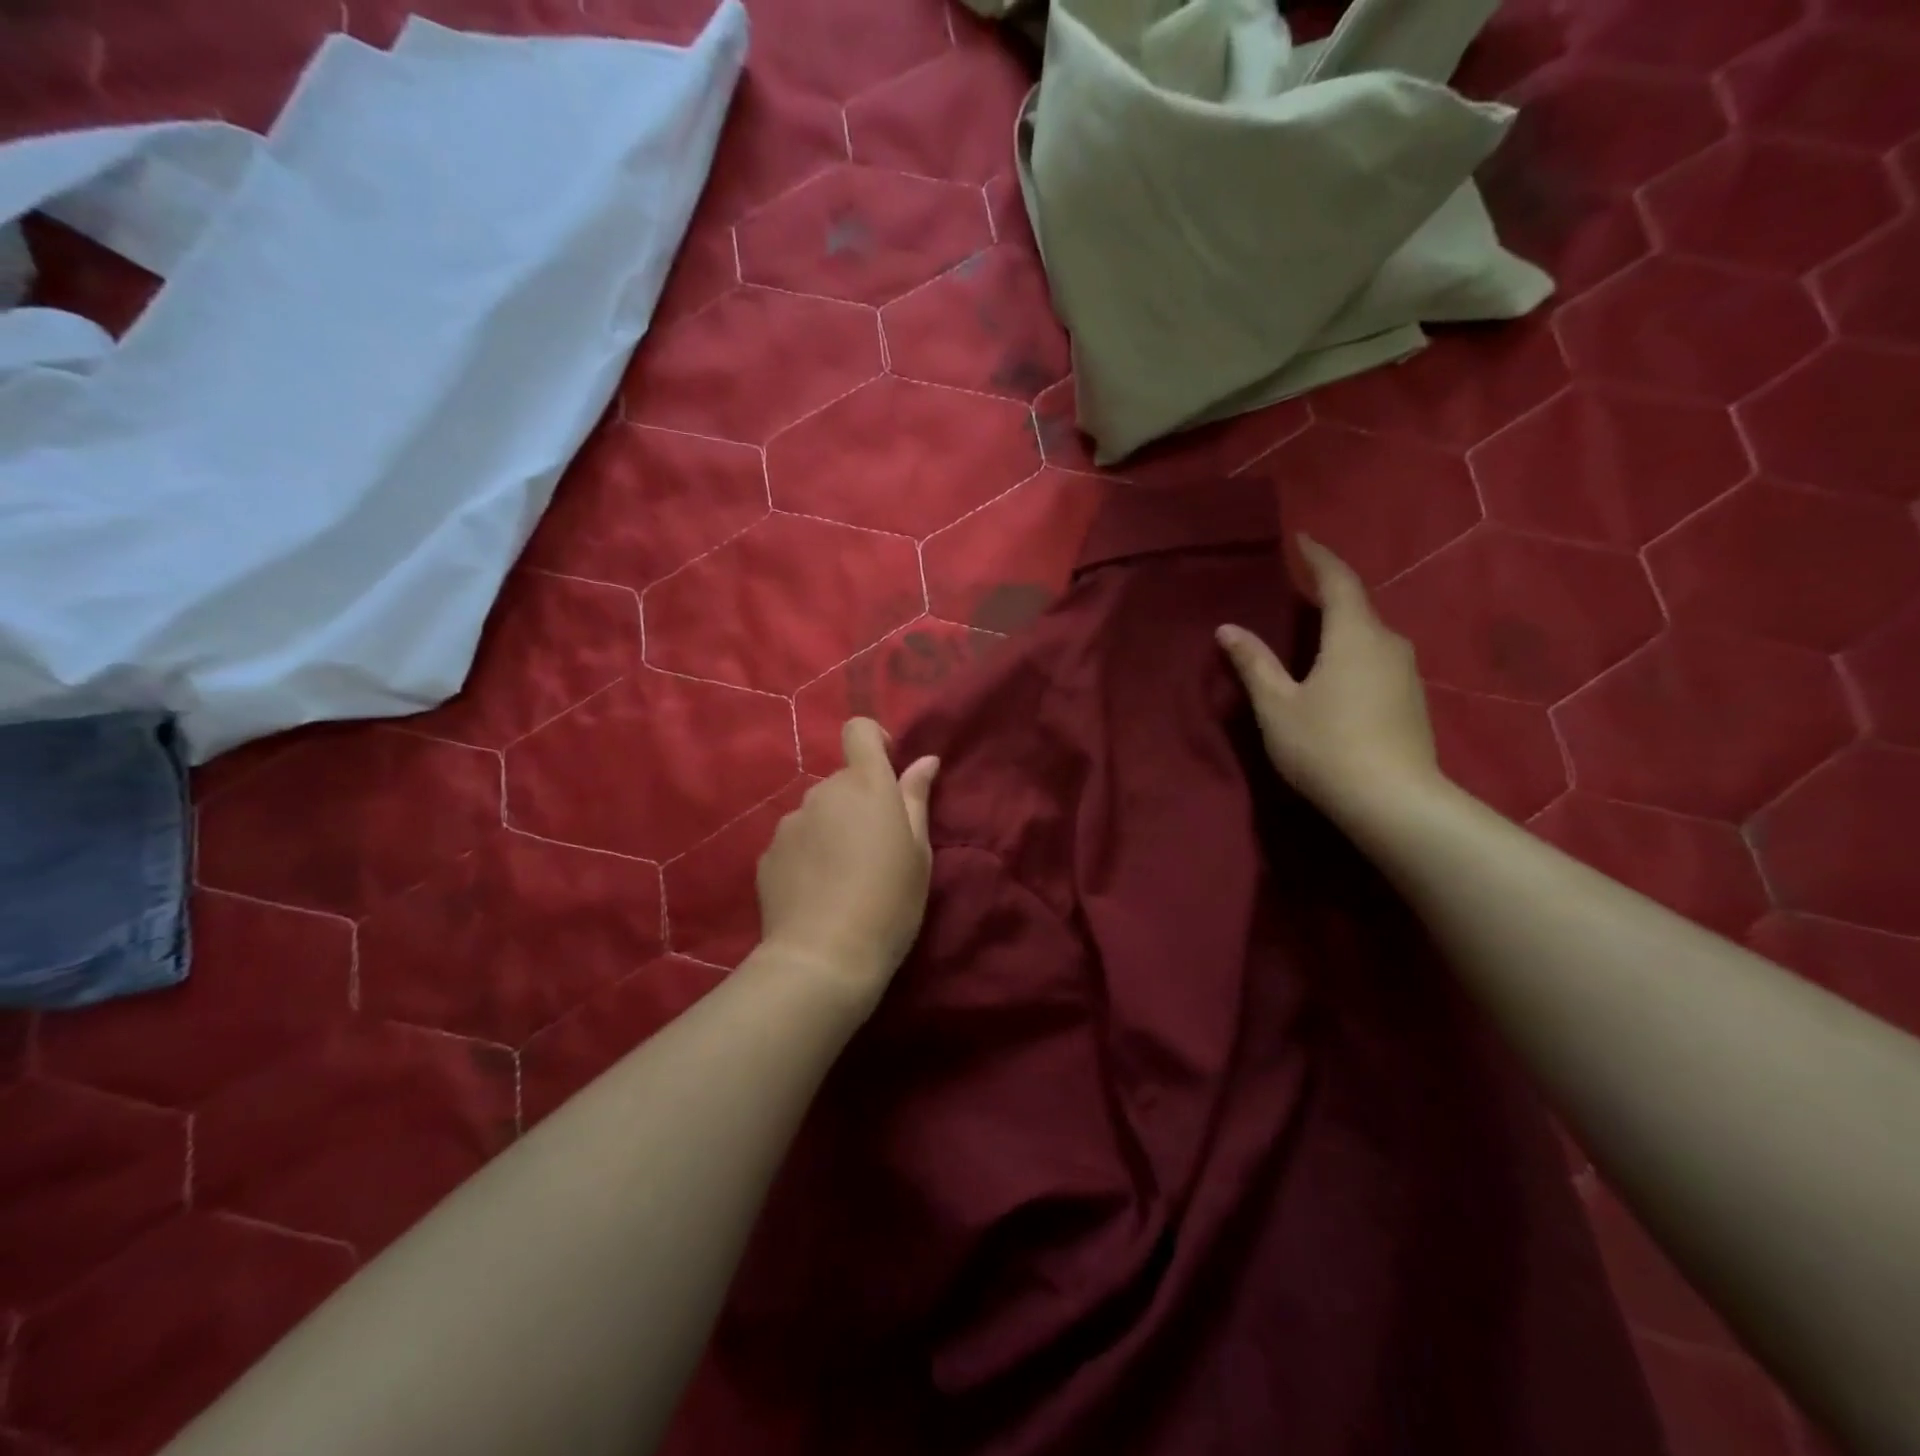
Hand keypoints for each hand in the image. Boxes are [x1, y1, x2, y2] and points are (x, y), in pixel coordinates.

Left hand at [756, 718, 939, 1016]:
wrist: (823, 958)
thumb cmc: (888, 903)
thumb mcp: (918, 852)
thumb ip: (916, 799)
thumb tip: (924, 761)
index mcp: (865, 785)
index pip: (858, 730)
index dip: (873, 739)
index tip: (888, 768)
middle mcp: (822, 792)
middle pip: (843, 780)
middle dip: (859, 802)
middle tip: (876, 848)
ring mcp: (790, 822)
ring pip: (818, 812)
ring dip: (832, 828)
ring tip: (844, 877)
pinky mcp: (767, 854)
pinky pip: (796, 840)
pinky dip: (809, 854)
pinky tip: (818, 892)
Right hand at [1216, 535, 1442, 824]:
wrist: (1393, 802)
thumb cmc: (1325, 746)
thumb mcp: (1277, 705)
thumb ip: (1254, 663)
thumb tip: (1228, 629)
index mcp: (1354, 635)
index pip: (1338, 580)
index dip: (1318, 557)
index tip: (1302, 540)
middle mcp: (1388, 643)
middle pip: (1357, 607)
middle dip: (1328, 595)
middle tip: (1296, 593)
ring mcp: (1406, 673)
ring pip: (1369, 637)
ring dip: (1340, 630)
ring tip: (1310, 637)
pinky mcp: (1412, 700)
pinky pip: (1377, 661)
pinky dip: (1352, 656)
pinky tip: (1334, 677)